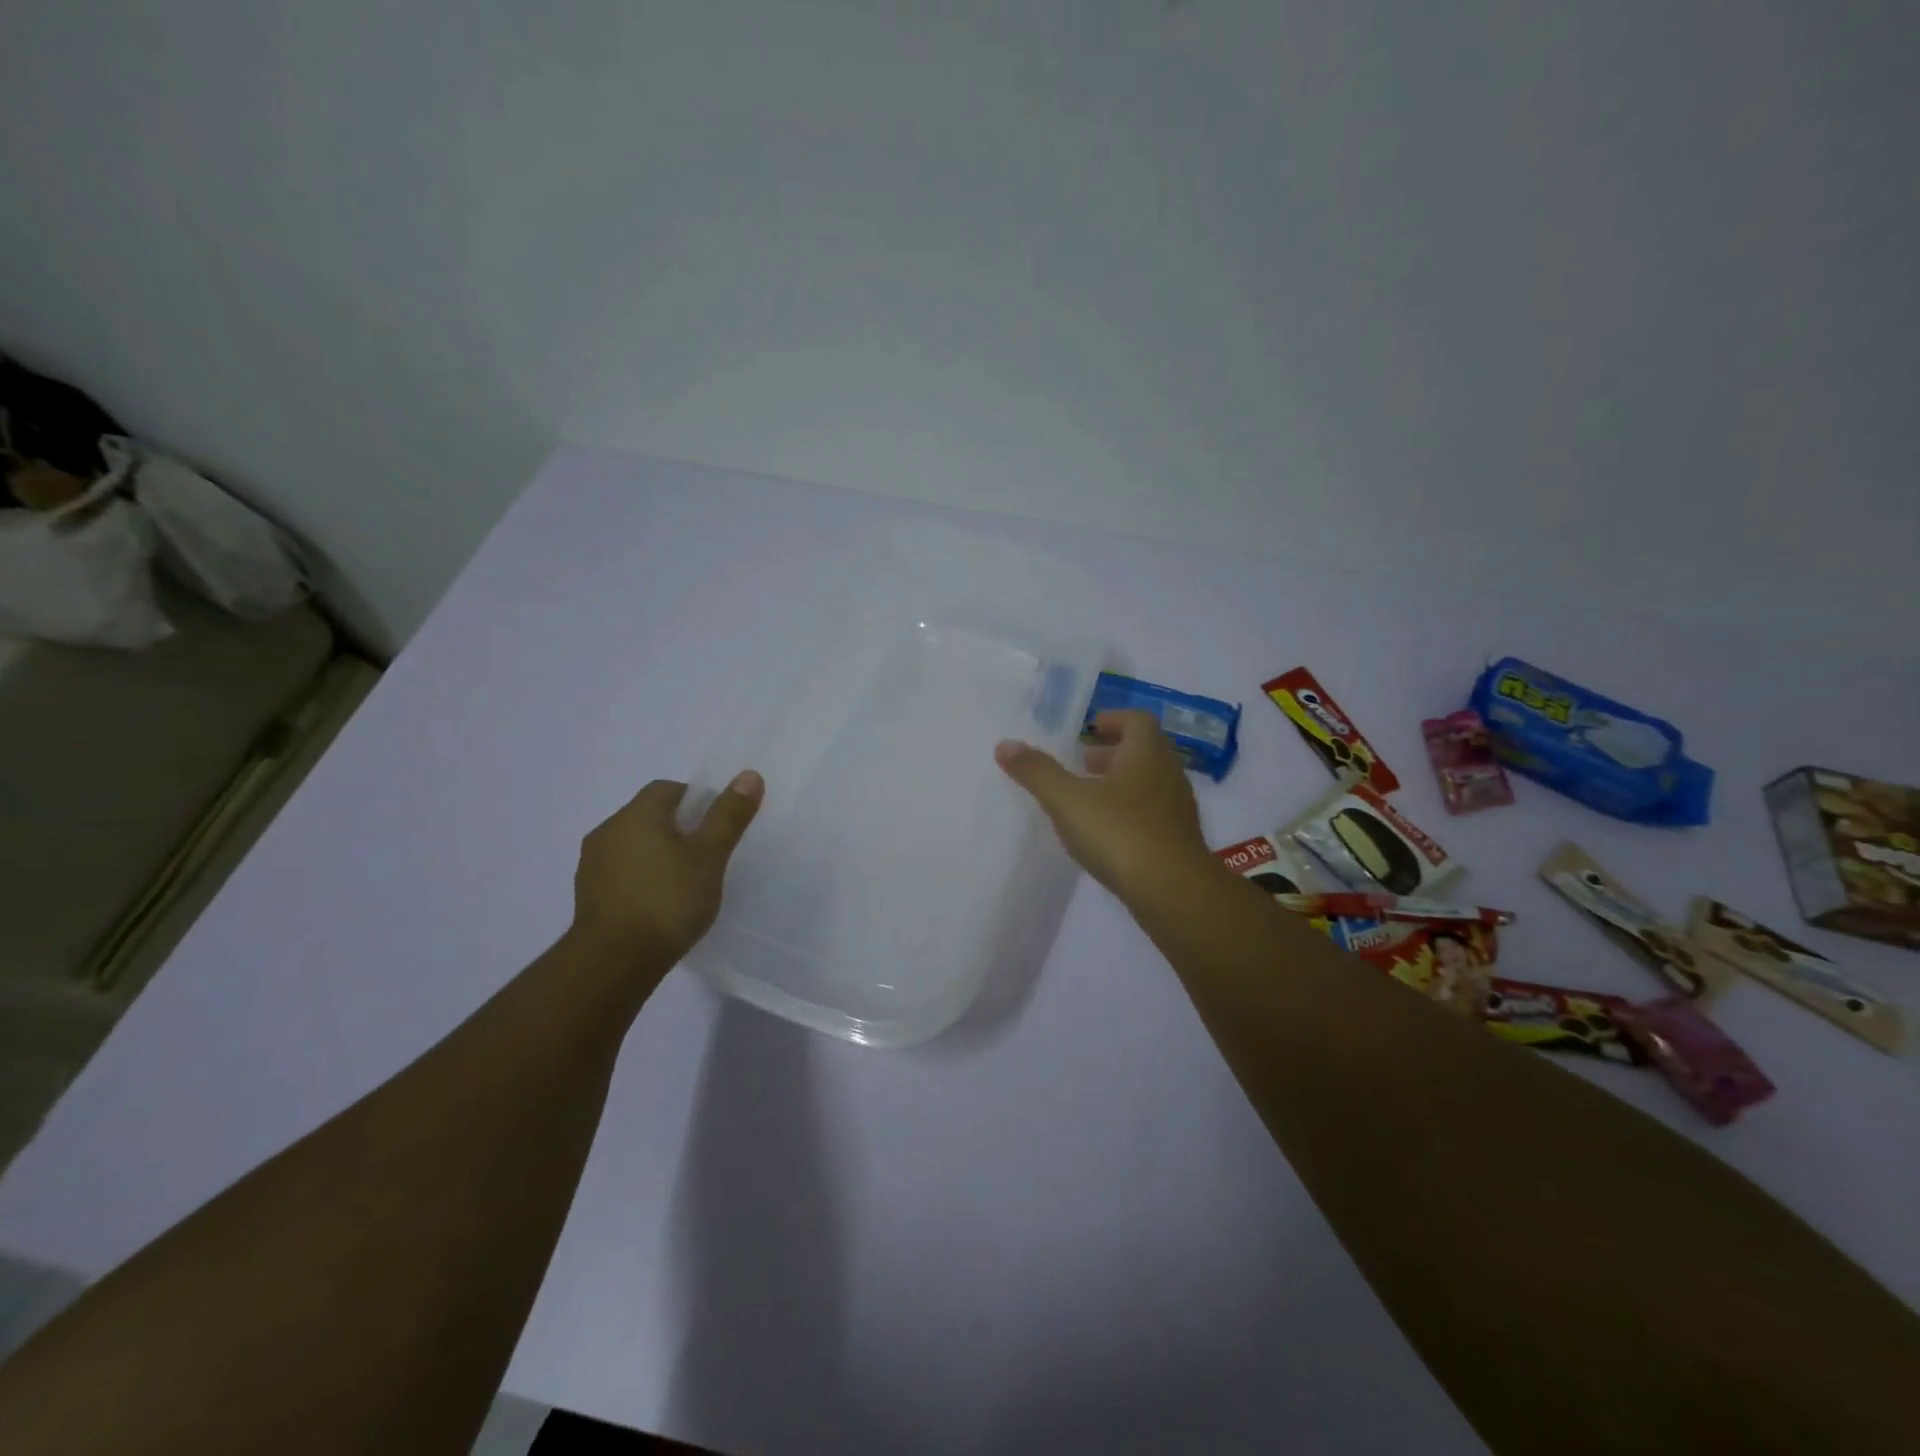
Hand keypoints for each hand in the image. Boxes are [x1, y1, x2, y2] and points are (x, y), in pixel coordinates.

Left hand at [567, 771, 764, 967]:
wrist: (614, 961)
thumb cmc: (668, 900)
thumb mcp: (710, 856)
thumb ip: (728, 815)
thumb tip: (749, 775)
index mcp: (636, 814)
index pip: (669, 789)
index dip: (697, 800)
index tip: (716, 827)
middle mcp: (608, 830)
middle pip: (649, 816)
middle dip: (678, 828)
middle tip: (707, 856)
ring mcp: (592, 864)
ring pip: (634, 845)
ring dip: (657, 855)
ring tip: (684, 883)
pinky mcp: (588, 896)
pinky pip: (621, 873)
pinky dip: (641, 879)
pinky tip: (659, 905)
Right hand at [995, 710, 1212, 898]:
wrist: (1173, 892)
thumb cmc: (1120, 833)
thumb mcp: (1068, 800)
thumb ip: (1037, 772)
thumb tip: (1005, 745)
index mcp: (1147, 753)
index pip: (1137, 720)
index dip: (1113, 720)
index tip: (1090, 729)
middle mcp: (1169, 774)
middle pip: (1145, 751)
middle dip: (1114, 752)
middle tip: (1084, 763)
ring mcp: (1178, 809)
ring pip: (1150, 783)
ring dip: (1122, 783)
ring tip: (1090, 798)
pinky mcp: (1179, 841)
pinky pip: (1154, 813)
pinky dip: (1131, 811)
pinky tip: (1108, 834)